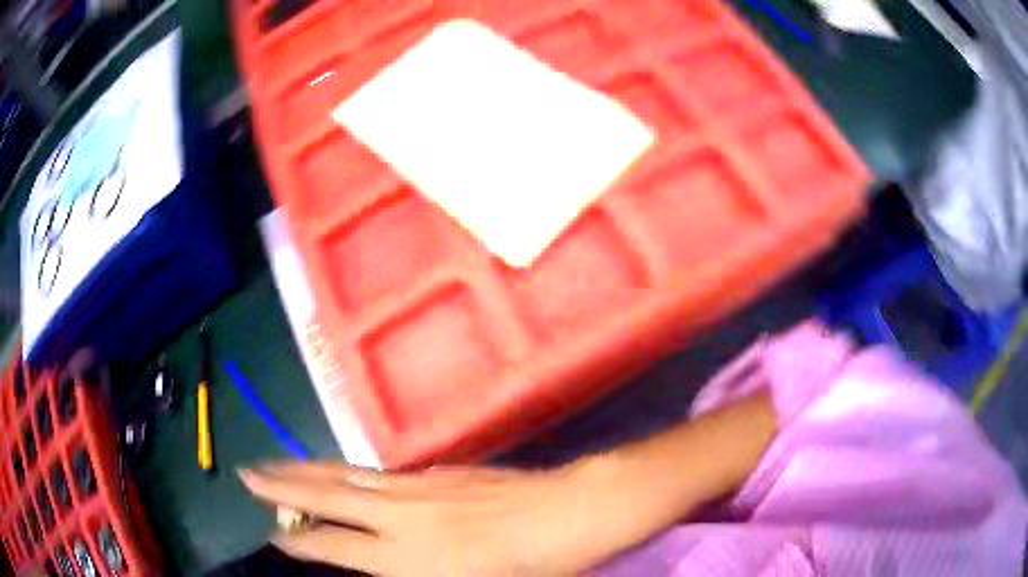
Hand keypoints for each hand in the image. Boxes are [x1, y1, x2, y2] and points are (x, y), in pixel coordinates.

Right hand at [239, 392, 774, 575]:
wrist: (570, 514)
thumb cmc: (528, 569)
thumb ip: (412, 575)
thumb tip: (377, 565)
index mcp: (403, 555)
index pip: (331, 544)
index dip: (297, 539)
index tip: (273, 533)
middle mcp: (399, 515)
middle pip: (325, 494)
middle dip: (281, 484)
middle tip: (247, 473)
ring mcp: (418, 486)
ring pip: (347, 474)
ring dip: (307, 469)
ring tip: (277, 465)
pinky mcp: (440, 471)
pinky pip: (380, 473)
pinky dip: (351, 472)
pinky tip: (345, 474)